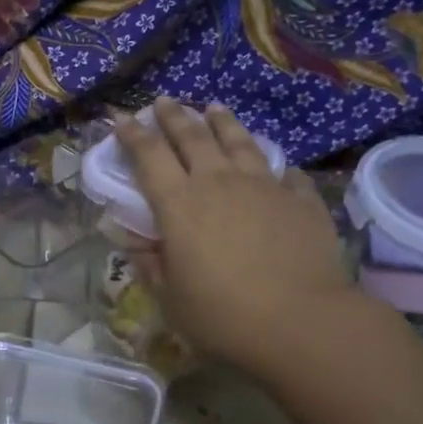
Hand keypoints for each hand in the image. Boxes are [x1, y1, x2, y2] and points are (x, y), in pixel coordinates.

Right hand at [112, 99, 354, 372]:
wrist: (301, 322)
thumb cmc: (223, 316)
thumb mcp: (171, 299)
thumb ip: (151, 264)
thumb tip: (135, 240)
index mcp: (179, 204)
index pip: (149, 157)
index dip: (132, 135)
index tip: (121, 118)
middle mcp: (219, 183)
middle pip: (192, 137)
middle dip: (174, 116)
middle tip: (164, 102)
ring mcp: (264, 186)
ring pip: (238, 141)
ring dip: (222, 122)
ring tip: (214, 107)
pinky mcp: (301, 200)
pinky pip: (285, 173)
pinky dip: (274, 165)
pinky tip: (275, 165)